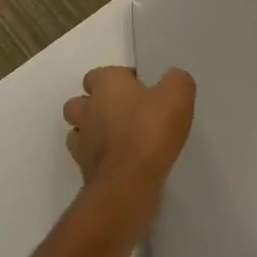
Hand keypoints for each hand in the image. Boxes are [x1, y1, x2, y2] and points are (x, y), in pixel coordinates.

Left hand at [61, 67, 196, 199]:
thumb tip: (172, 80)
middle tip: (126, 113)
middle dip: (96, 105)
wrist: (129, 182)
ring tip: (120, 139)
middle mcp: (87, 108)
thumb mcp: (178, 94)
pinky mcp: (83, 169)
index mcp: (106, 85)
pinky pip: (87, 157)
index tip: (141, 90)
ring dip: (93, 132)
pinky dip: (100, 157)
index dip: (119, 80)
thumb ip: (176, 80)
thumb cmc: (151, 130)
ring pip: (78, 130)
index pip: (100, 74)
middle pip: (81, 101)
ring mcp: (82, 141)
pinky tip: (121, 161)